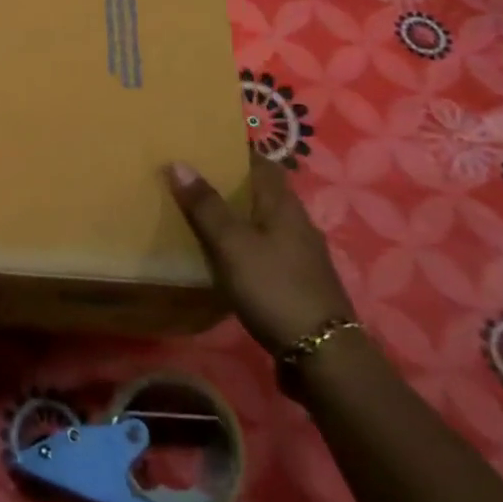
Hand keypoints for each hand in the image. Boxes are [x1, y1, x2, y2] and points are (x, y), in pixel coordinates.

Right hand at [167, 153, 353, 359]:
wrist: (323, 356)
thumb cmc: (275, 288)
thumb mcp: (232, 245)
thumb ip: (206, 206)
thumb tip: (179, 163)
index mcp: (284, 205)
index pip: (262, 163)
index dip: (235, 151)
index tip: (203, 145)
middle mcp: (296, 223)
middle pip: (262, 192)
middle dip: (230, 184)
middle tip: (190, 179)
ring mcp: (300, 255)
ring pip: (263, 222)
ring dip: (236, 216)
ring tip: (199, 215)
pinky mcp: (296, 283)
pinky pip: (265, 250)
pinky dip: (243, 245)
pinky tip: (223, 257)